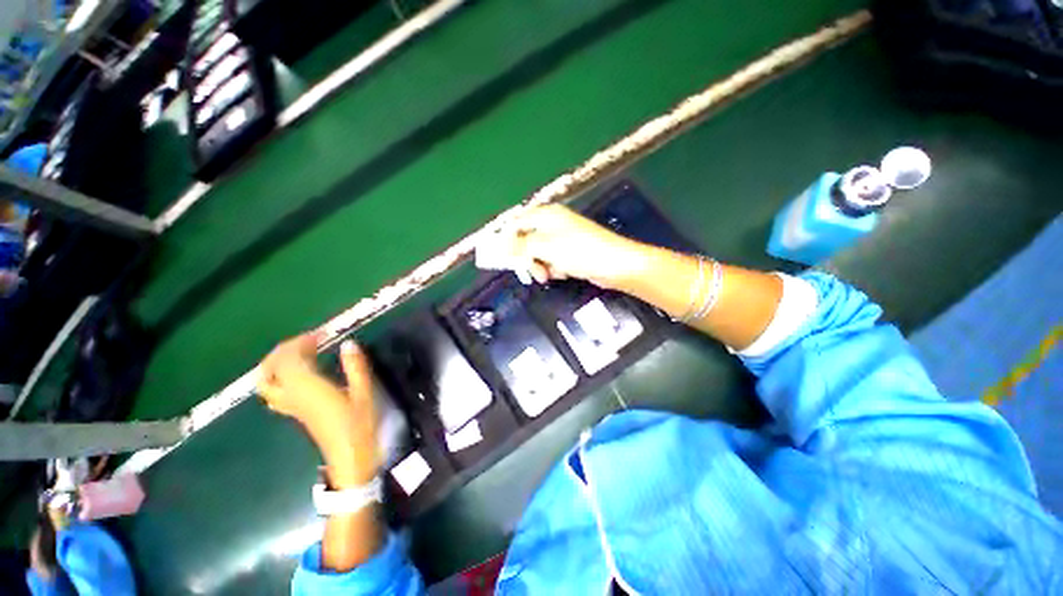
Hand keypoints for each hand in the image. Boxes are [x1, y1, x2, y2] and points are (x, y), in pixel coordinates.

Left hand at [258, 334, 379, 484]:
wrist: (350, 458)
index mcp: (308, 389)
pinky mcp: (295, 412)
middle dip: (284, 350)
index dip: (300, 342)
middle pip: (271, 369)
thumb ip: (356, 367)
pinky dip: (280, 376)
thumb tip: (349, 343)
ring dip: (277, 363)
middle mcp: (293, 396)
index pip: (289, 360)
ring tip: (299, 354)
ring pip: (267, 382)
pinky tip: (299, 373)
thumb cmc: (359, 425)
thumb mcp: (364, 393)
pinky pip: (275, 390)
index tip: (321, 334)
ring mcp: (291, 406)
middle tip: (308, 340)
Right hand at [503, 205, 644, 287]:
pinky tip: (564, 272)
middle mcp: (553, 223)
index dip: (507, 241)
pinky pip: (553, 260)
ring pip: (539, 253)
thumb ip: (521, 246)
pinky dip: (555, 268)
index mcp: (545, 215)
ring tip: (551, 274)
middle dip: (528, 258)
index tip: (503, 259)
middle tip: (532, 272)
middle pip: (527, 240)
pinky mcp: (571, 251)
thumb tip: (502, 247)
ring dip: (542, 265)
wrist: (614, 264)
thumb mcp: (545, 247)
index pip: (516, 224)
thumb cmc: (578, 251)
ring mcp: (563, 237)